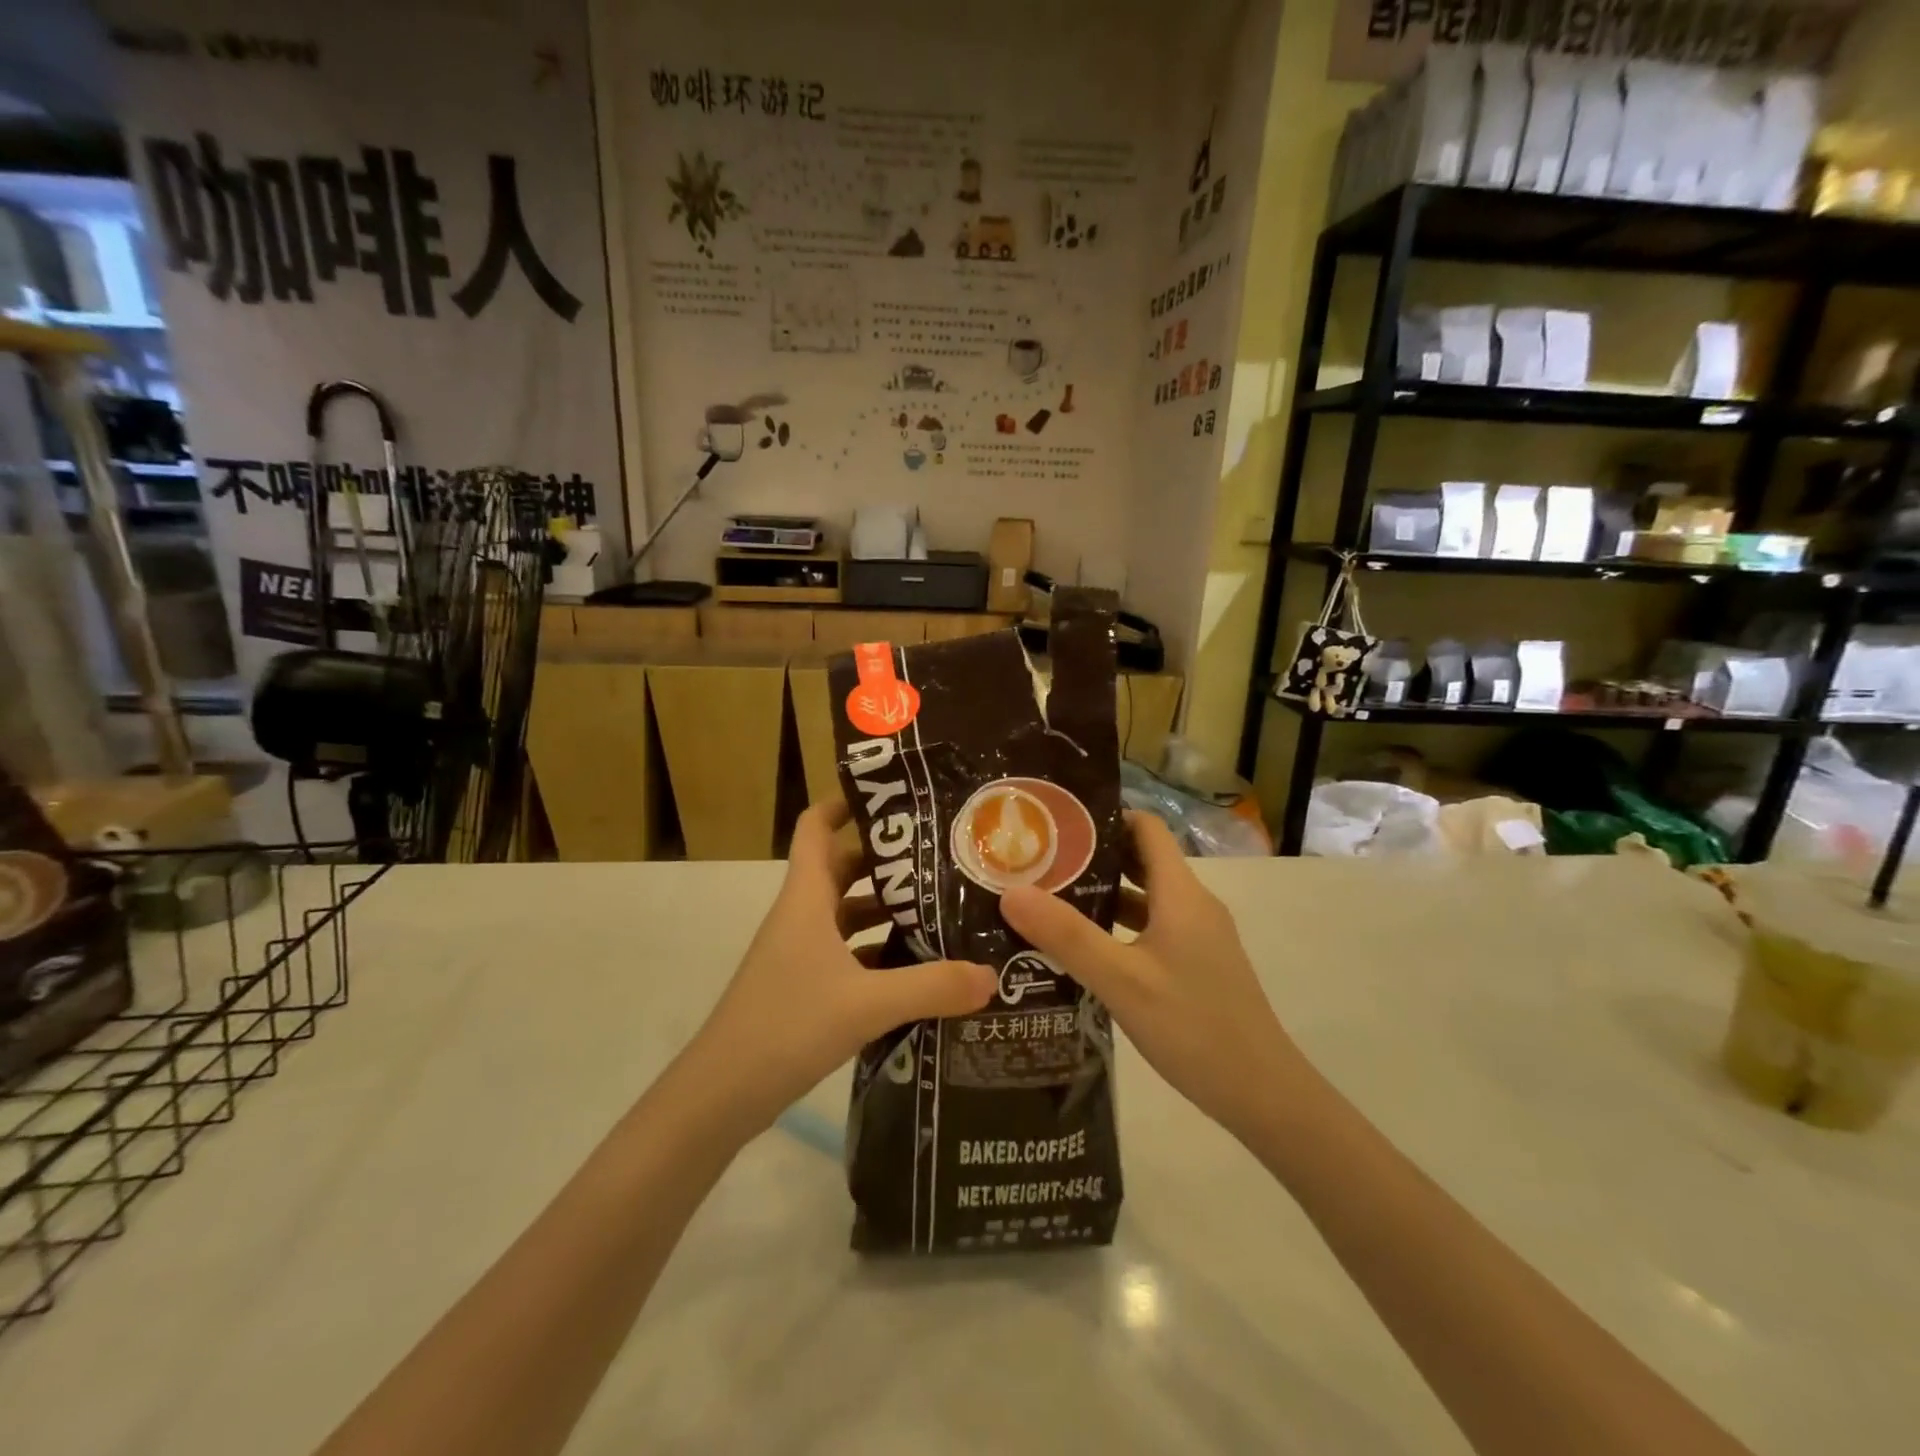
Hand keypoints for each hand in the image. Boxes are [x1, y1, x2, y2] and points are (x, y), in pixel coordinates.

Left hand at [688, 799, 996, 1133]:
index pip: (816, 827)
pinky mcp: (802, 986)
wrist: (720, 1095)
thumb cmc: (786, 1027)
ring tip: (939, 906)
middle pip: (842, 867)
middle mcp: (801, 916)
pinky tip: (915, 966)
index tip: (892, 795)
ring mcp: (798, 953)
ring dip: (885, 907)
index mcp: (806, 898)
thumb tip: (991, 975)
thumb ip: (931, 987)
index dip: (844, 802)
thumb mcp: (867, 1005)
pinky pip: (846, 952)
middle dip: (886, 858)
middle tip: (939, 853)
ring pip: (846, 912)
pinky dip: (877, 950)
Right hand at [1000, 812, 1311, 1141]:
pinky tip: (1083, 948)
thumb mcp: (1121, 981)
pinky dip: (1118, 926)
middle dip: (1094, 855)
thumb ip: (1066, 935)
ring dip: (1103, 893)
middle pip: (1142, 859)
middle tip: (1039, 860)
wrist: (1263, 1094)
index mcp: (1181, 894)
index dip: (1106, 817)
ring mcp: (1197, 936)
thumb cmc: (1193, 1027)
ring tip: (1049, 899)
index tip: (1057, 823)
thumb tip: (1011, 891)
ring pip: (1145, 897)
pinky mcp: (1197, 964)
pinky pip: (1151, 928)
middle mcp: (1192, 905)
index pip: (1147, 828)